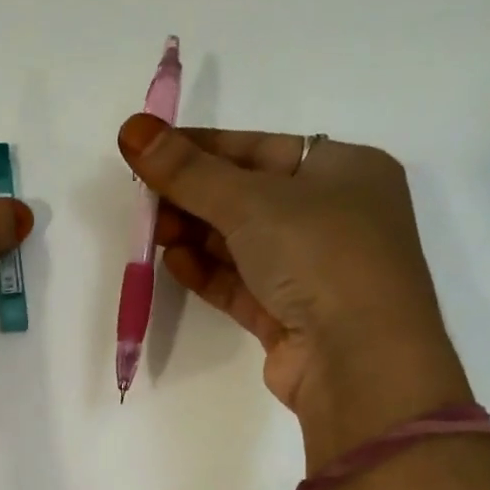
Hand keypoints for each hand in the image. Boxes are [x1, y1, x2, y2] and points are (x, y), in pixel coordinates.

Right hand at [117, 114, 468, 455]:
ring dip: (195, 236)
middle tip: (144, 200)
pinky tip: (173, 262)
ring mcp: (313, 271)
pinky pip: (241, 285)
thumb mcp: (250, 201)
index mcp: (344, 170)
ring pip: (242, 244)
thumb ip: (188, 171)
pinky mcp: (290, 316)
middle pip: (248, 197)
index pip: (260, 149)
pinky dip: (207, 272)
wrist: (358, 360)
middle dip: (193, 197)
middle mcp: (334, 217)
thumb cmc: (320, 255)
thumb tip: (131, 130)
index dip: (202, 148)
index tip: (150, 151)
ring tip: (152, 232)